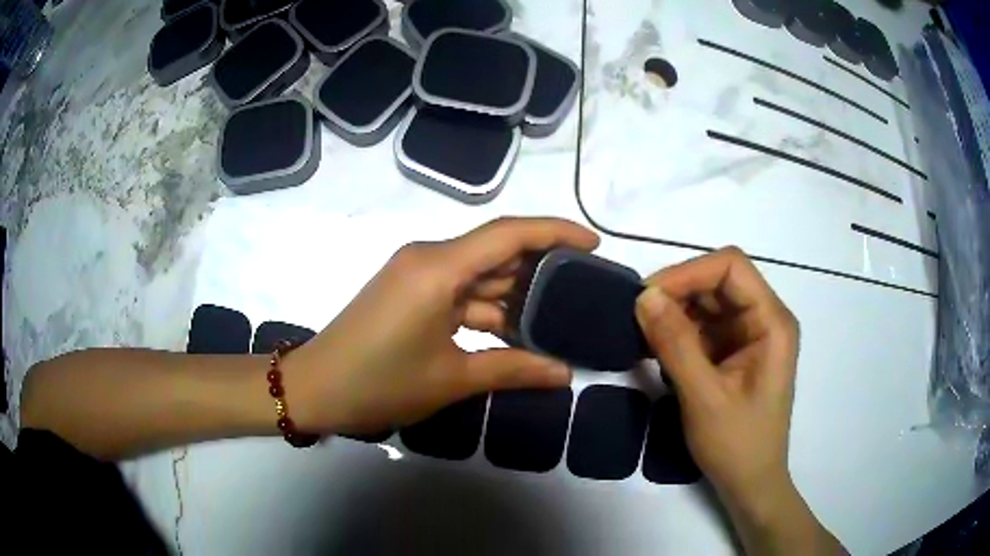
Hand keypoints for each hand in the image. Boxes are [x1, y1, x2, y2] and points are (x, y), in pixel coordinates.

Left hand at [285, 217, 599, 435]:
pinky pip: (460, 292)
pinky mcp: (410, 293)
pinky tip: (518, 330)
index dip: (555, 233)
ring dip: (515, 295)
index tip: (593, 244)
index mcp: (439, 267)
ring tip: (561, 315)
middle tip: (585, 289)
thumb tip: (565, 374)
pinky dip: (488, 309)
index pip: (510, 234)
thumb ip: (513, 369)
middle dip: (542, 269)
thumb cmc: (380, 382)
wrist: (316, 389)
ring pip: (480, 276)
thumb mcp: (452, 378)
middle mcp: (430, 258)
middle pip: (497, 252)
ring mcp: (417, 275)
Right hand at [635, 248, 805, 526]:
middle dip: (678, 293)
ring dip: (674, 313)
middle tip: (638, 317)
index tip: (648, 297)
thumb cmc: (737, 444)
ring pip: (707, 302)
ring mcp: (749, 335)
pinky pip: (703, 327)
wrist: (749, 483)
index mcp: (772, 322)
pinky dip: (678, 333)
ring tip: (643, 336)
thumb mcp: (704, 397)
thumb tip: (644, 296)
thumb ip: (675, 344)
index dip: (689, 272)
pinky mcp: (734, 352)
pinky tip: (657, 350)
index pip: (731, 267)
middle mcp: (764, 319)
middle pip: (718, 281)